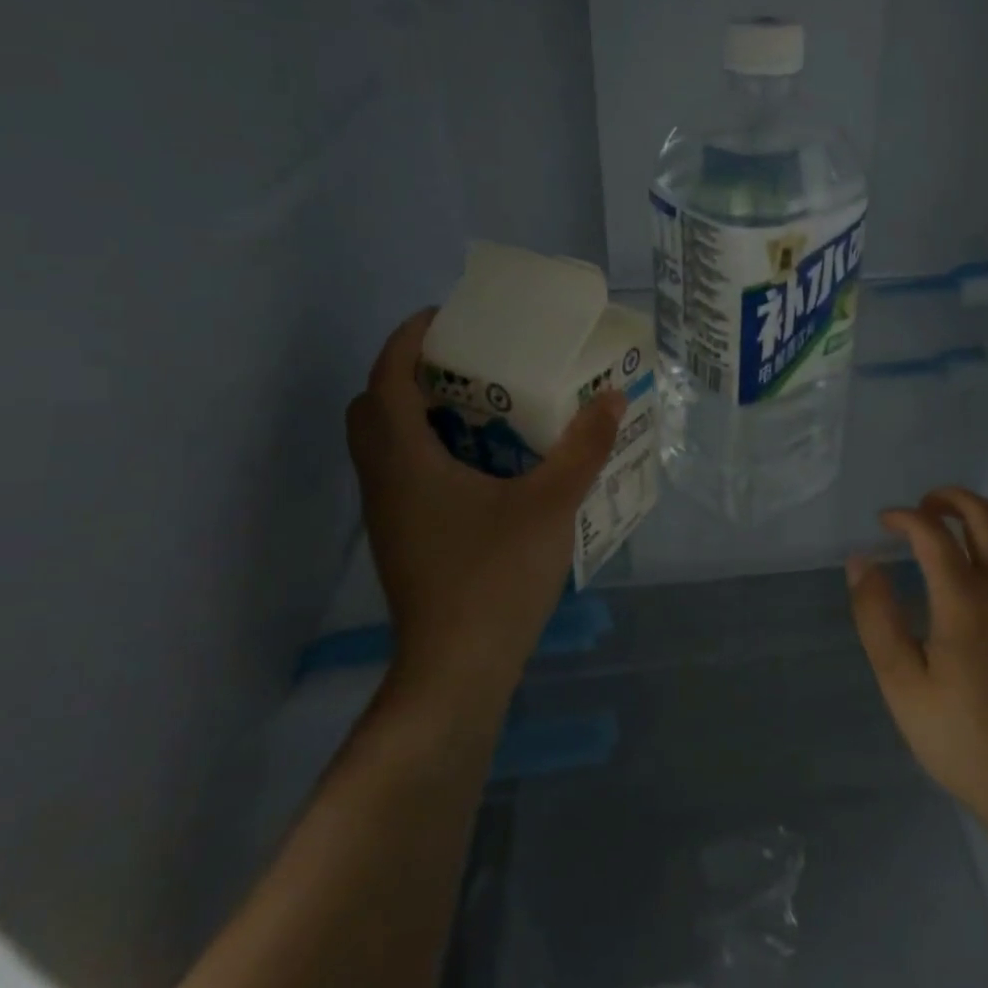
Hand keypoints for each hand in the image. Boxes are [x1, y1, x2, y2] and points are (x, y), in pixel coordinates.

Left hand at [345, 309, 623, 713]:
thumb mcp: (550, 505)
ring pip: (387, 442)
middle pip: (375, 406)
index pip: (386, 376)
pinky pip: (404, 471)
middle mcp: (383, 478)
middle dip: (412, 372)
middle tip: (467, 363)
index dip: (409, 338)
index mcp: (404, 458)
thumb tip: (612, 397)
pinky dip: (431, 449)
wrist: (456, 671)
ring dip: (421, 412)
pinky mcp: (403, 538)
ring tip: (482, 405)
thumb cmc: (495, 578)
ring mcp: (388, 513)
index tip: (447, 317)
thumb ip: (583, 448)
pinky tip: (485, 464)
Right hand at [847, 487, 987, 846]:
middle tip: (928, 507)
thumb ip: (877, 617)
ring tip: (969, 526)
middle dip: (951, 499)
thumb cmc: (963, 739)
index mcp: (966, 600)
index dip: (905, 517)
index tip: (886, 523)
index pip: (932, 533)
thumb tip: (861, 561)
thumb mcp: (901, 684)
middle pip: (985, 515)